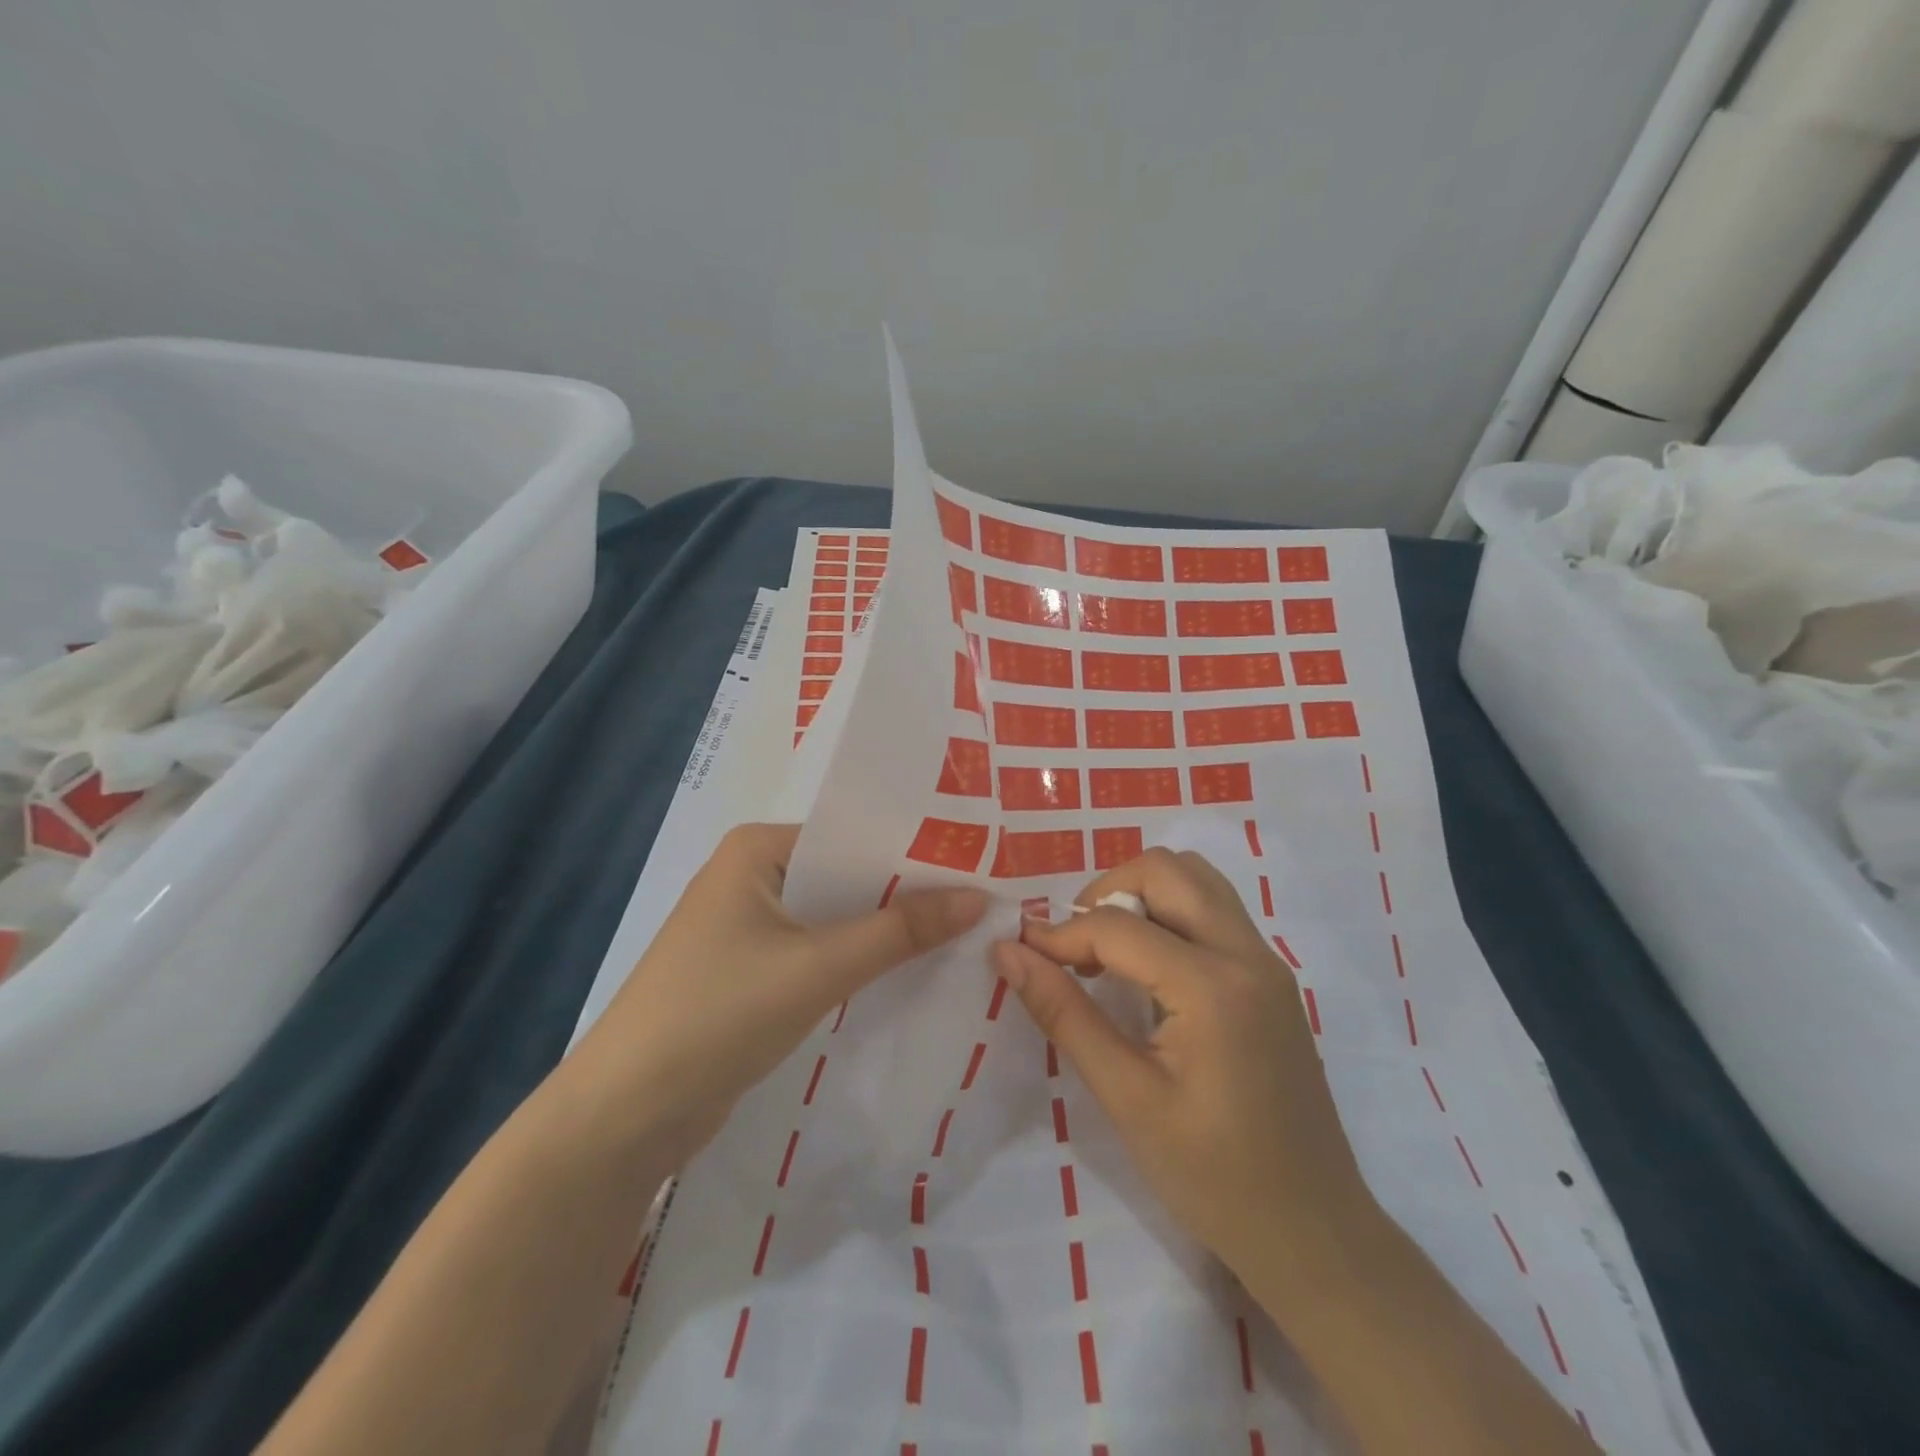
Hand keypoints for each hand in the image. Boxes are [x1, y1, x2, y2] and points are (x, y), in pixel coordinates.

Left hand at [574, 823, 986, 1159]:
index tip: (978, 861)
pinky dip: (859, 961)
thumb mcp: (817, 967)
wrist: (623, 1118)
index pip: (852, 834)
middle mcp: (752, 876)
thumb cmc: (717, 1014)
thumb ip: (899, 932)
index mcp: (758, 849)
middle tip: (982, 897)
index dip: (914, 848)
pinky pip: (819, 953)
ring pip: (835, 918)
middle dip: (906, 892)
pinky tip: (910, 970)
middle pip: (847, 875)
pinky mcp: (752, 973)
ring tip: (962, 929)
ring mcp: (748, 927)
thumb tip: (979, 898)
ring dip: (885, 930)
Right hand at [992, 848, 1376, 1306]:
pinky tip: (1147, 968)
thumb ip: (1064, 1014)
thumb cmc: (1213, 1177)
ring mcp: (1267, 962)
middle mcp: (1247, 954)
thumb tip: (1007, 951)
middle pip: (1167, 869)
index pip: (1118, 926)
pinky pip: (1214, 910)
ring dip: (1141, 894)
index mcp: (1213, 986)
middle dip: (1106, 891)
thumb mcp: (1126, 1097)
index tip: (1020, 953)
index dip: (1059, 934)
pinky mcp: (1271, 978)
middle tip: (1074, 947)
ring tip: (1107, 950)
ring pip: (1196, 880)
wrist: (1313, 1233)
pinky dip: (1169, 913)